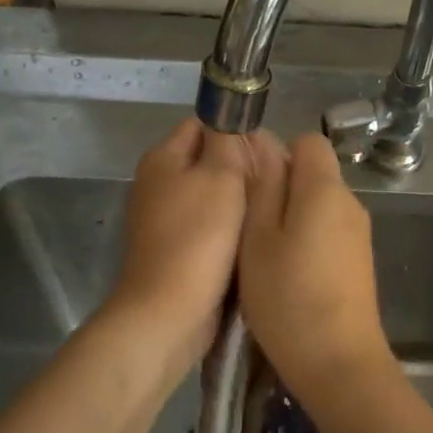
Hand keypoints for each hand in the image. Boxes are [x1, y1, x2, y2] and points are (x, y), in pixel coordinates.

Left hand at [111, 118, 250, 358]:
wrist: (170, 311)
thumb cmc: (198, 237)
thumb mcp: (221, 176)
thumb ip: (228, 141)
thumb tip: (230, 120)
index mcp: (162, 158)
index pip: (202, 124)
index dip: (235, 131)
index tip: (267, 151)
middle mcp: (157, 184)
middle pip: (207, 161)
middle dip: (241, 169)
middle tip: (276, 183)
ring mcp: (164, 220)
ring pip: (211, 197)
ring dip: (238, 203)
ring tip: (269, 211)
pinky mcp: (175, 250)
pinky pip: (209, 227)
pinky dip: (228, 231)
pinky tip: (251, 239)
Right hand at [238, 131, 393, 400]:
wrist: (338, 362)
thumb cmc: (287, 297)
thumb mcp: (258, 239)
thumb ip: (263, 187)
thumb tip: (265, 145)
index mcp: (325, 189)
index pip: (309, 142)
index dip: (279, 153)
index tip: (253, 185)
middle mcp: (350, 203)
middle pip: (315, 174)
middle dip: (282, 188)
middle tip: (249, 226)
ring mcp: (359, 234)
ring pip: (320, 205)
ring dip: (292, 218)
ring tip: (264, 255)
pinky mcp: (360, 261)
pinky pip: (330, 231)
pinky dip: (308, 240)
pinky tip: (289, 274)